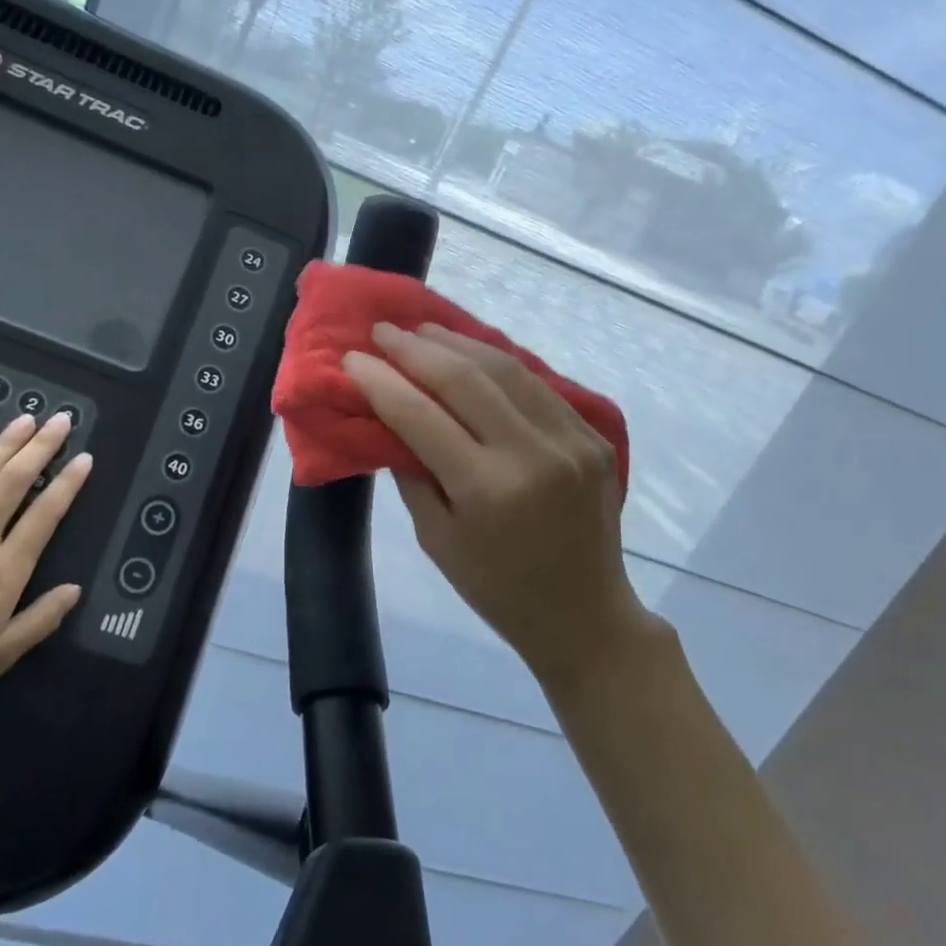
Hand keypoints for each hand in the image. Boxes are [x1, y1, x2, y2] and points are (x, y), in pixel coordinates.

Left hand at [0, 414, 92, 731]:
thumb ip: (41, 620)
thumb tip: (75, 588)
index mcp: (3, 572)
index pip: (44, 516)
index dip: (68, 484)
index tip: (85, 457)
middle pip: (12, 483)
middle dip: (40, 448)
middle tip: (60, 420)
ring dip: (2, 445)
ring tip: (24, 419)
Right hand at [344, 322, 656, 693]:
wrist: (585, 615)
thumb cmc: (496, 587)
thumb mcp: (435, 539)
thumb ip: (412, 472)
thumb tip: (390, 417)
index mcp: (487, 490)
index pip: (420, 415)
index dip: (381, 380)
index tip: (352, 357)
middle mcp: (532, 455)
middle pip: (464, 378)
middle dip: (415, 348)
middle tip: (383, 330)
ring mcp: (571, 440)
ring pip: (506, 368)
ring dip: (458, 342)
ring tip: (424, 330)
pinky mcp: (593, 436)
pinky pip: (538, 384)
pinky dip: (499, 363)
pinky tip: (473, 353)